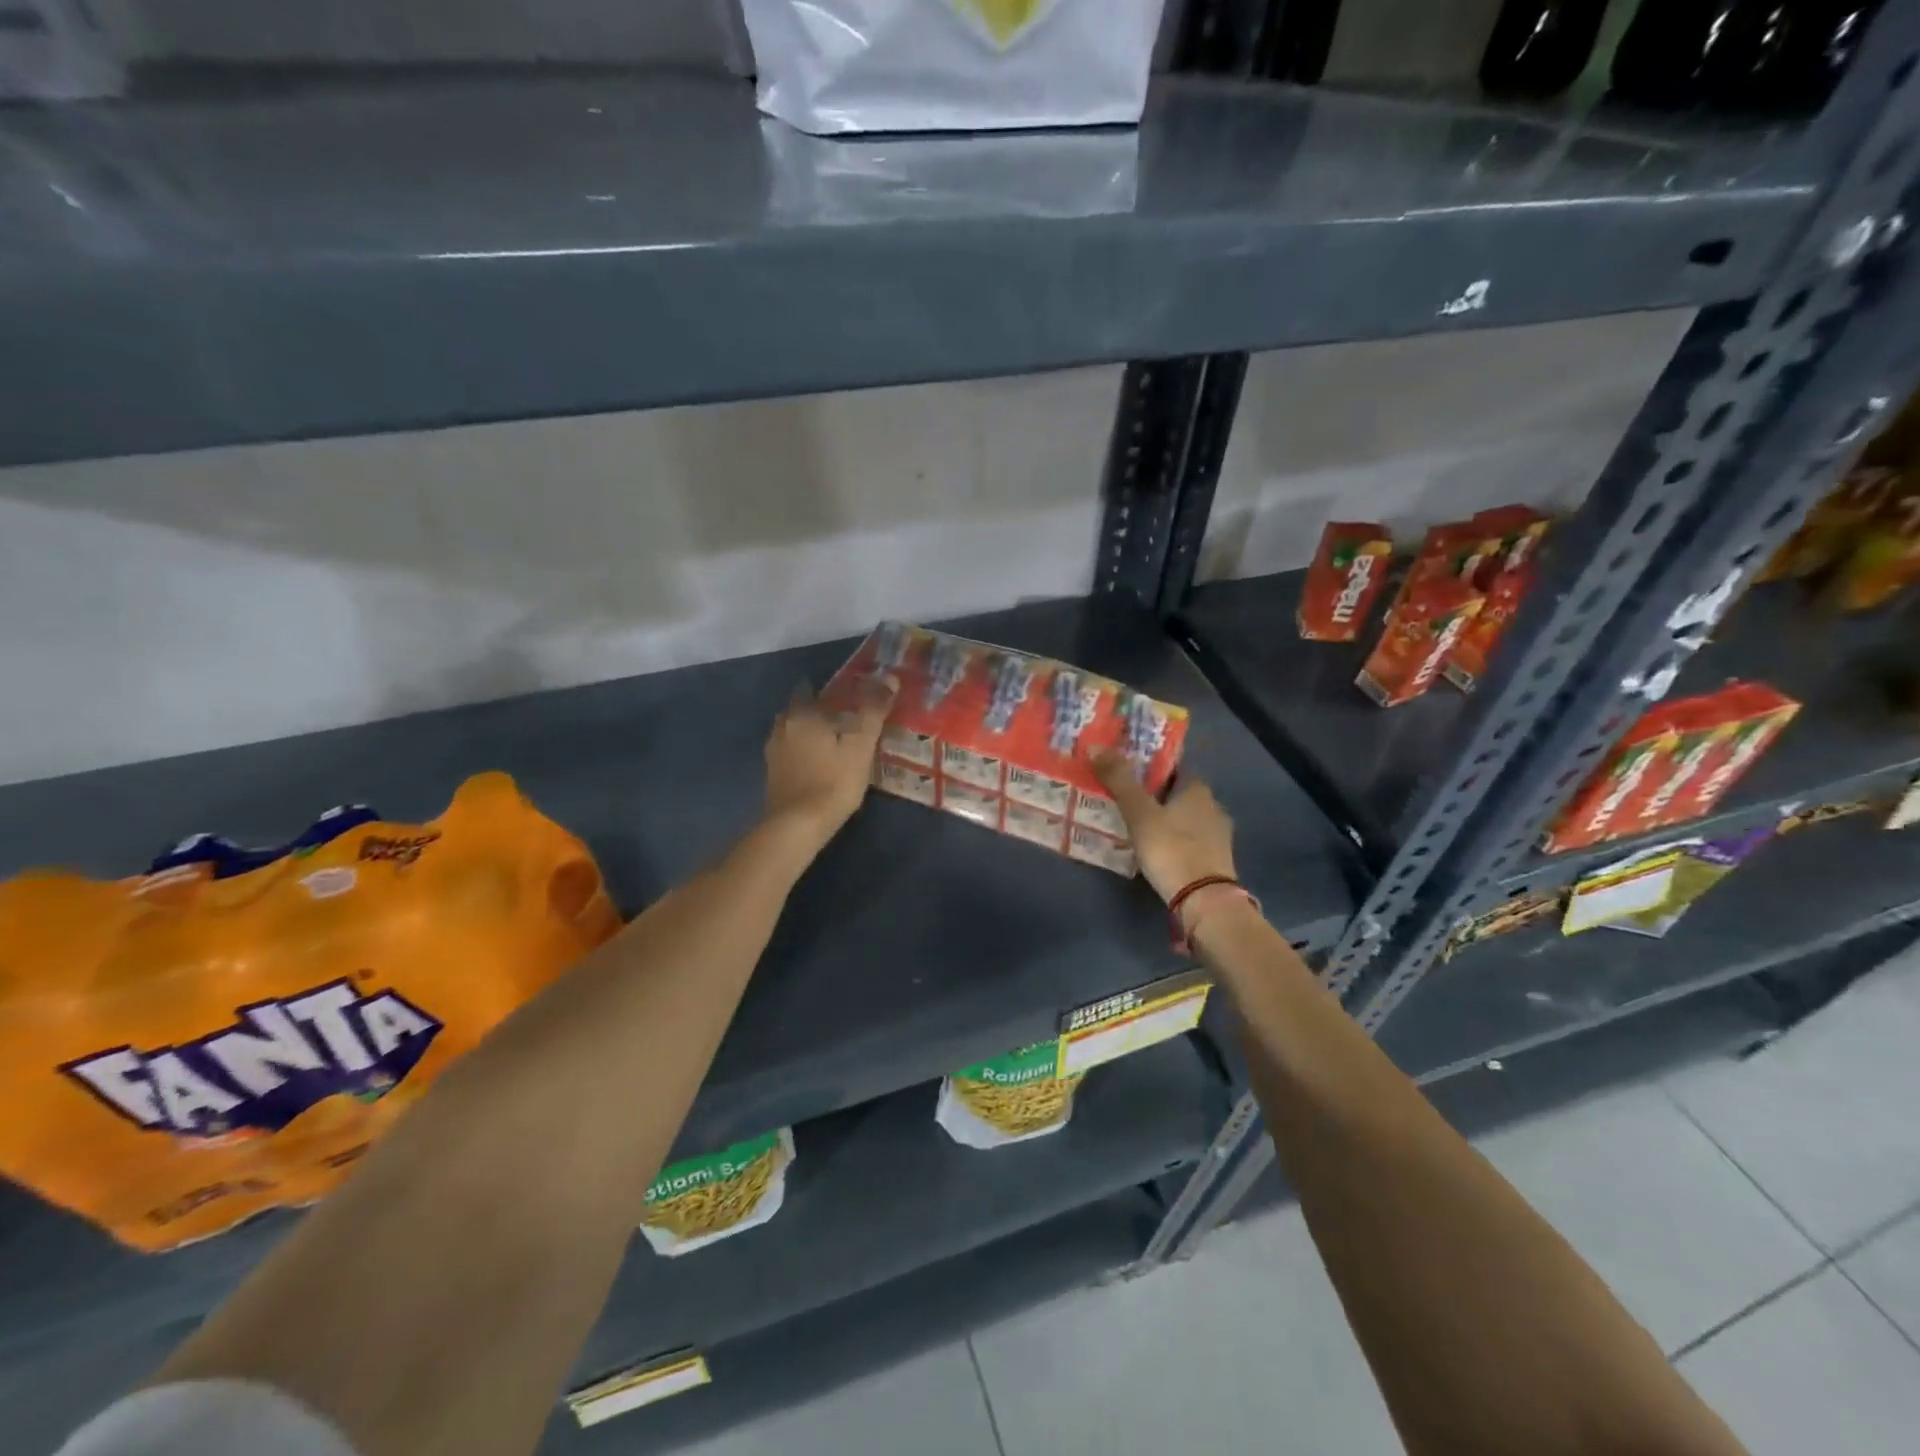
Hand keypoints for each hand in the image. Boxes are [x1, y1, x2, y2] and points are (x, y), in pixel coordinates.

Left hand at [763, 675, 897, 849]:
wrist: (797, 826)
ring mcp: (773, 753)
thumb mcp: (861, 745)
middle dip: (816, 711)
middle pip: (798, 710)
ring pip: (791, 732)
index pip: (808, 688)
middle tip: (841, 718)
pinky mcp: (772, 775)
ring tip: (831, 742)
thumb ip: (873, 710)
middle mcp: (782, 727)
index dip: (825, 689)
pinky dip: (801, 752)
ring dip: (807, 733)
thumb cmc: (833, 781)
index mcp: (802, 714)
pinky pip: (788, 753)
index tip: (844, 695)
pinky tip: (817, 764)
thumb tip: (890, 677)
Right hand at [1092, 750, 1236, 903]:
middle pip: (1178, 793)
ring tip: (1136, 824)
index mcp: (1198, 789)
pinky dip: (1173, 839)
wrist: (1204, 901)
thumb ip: (1119, 780)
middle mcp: (1213, 806)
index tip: (1127, 771)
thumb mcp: (1139, 813)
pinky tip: (1156, 848)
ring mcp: (1218, 835)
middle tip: (1125, 799)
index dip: (1150, 766)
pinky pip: (1189, 839)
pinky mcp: (1216, 859)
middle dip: (1155, 794)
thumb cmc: (1171, 849)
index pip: (1173, 767)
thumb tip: (1095, 745)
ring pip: (1185, 817)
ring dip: (1165, 818)